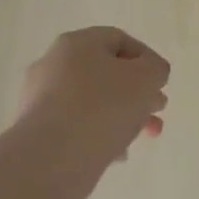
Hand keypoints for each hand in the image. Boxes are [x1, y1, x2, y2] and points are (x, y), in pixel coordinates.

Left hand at [17, 27, 169, 168]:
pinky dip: (99, 135)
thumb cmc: (103, 107)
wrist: (51, 158)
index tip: (161, 84)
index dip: (146, 59)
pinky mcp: (37, 132)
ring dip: (122, 116)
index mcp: (77, 43)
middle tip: (157, 111)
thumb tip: (149, 74)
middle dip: (137, 93)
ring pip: (92, 102)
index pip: (119, 40)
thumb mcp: (146, 78)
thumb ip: (156, 69)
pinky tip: (116, 155)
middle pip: (106, 73)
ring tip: (141, 137)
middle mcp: (54, 64)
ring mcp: (41, 99)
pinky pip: (76, 127)